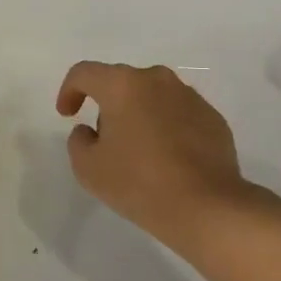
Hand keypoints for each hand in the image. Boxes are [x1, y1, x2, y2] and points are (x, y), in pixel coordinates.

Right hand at [55, 62, 248, 245]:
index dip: (69, 90)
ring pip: (152, 97)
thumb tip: (89, 130)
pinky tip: (168, 160)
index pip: (84, 73)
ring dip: (139, 115)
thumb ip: (79, 141)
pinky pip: (178, 114)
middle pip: (121, 83)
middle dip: (107, 106)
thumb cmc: (139, 183)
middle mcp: (157, 80)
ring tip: (139, 152)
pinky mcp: (213, 118)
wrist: (207, 207)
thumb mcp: (88, 168)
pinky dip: (167, 128)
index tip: (67, 114)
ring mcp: (189, 97)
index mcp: (122, 85)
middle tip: (104, 140)